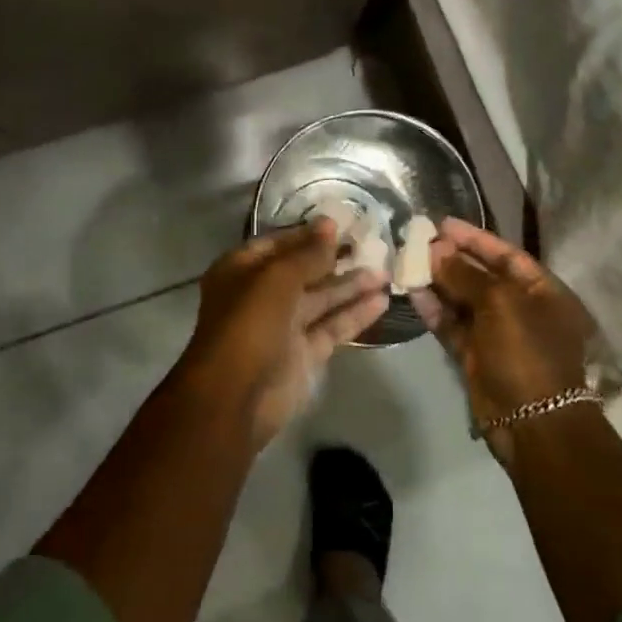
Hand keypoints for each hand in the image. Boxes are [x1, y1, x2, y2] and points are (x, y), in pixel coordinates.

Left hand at [179, 219, 388, 447]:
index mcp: (243, 270)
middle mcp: (262, 295)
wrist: (235, 398)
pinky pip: (332, 327)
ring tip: (386, 272)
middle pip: (304, 271)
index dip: (309, 234)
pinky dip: (355, 314)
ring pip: (322, 299)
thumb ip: (307, 253)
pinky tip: (382, 301)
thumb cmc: (249, 325)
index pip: (280, 244)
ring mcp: (284, 326)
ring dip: (352, 286)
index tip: (343, 223)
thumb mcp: (277, 279)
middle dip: (336, 259)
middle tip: (373, 245)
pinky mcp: (303, 354)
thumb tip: (330, 224)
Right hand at [411, 219, 594, 461]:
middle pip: (483, 276)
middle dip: (452, 259)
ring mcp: (498, 335)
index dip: (475, 238)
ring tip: (408, 262)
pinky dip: (435, 310)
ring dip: (438, 283)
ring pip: (464, 301)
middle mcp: (522, 309)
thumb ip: (465, 274)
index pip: (506, 255)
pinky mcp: (476, 357)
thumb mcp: (499, 303)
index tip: (443, 224)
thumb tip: (436, 251)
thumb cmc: (526, 352)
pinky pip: (453, 326)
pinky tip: (412, 293)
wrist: (532, 424)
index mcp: (544, 292)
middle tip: (418, 242)